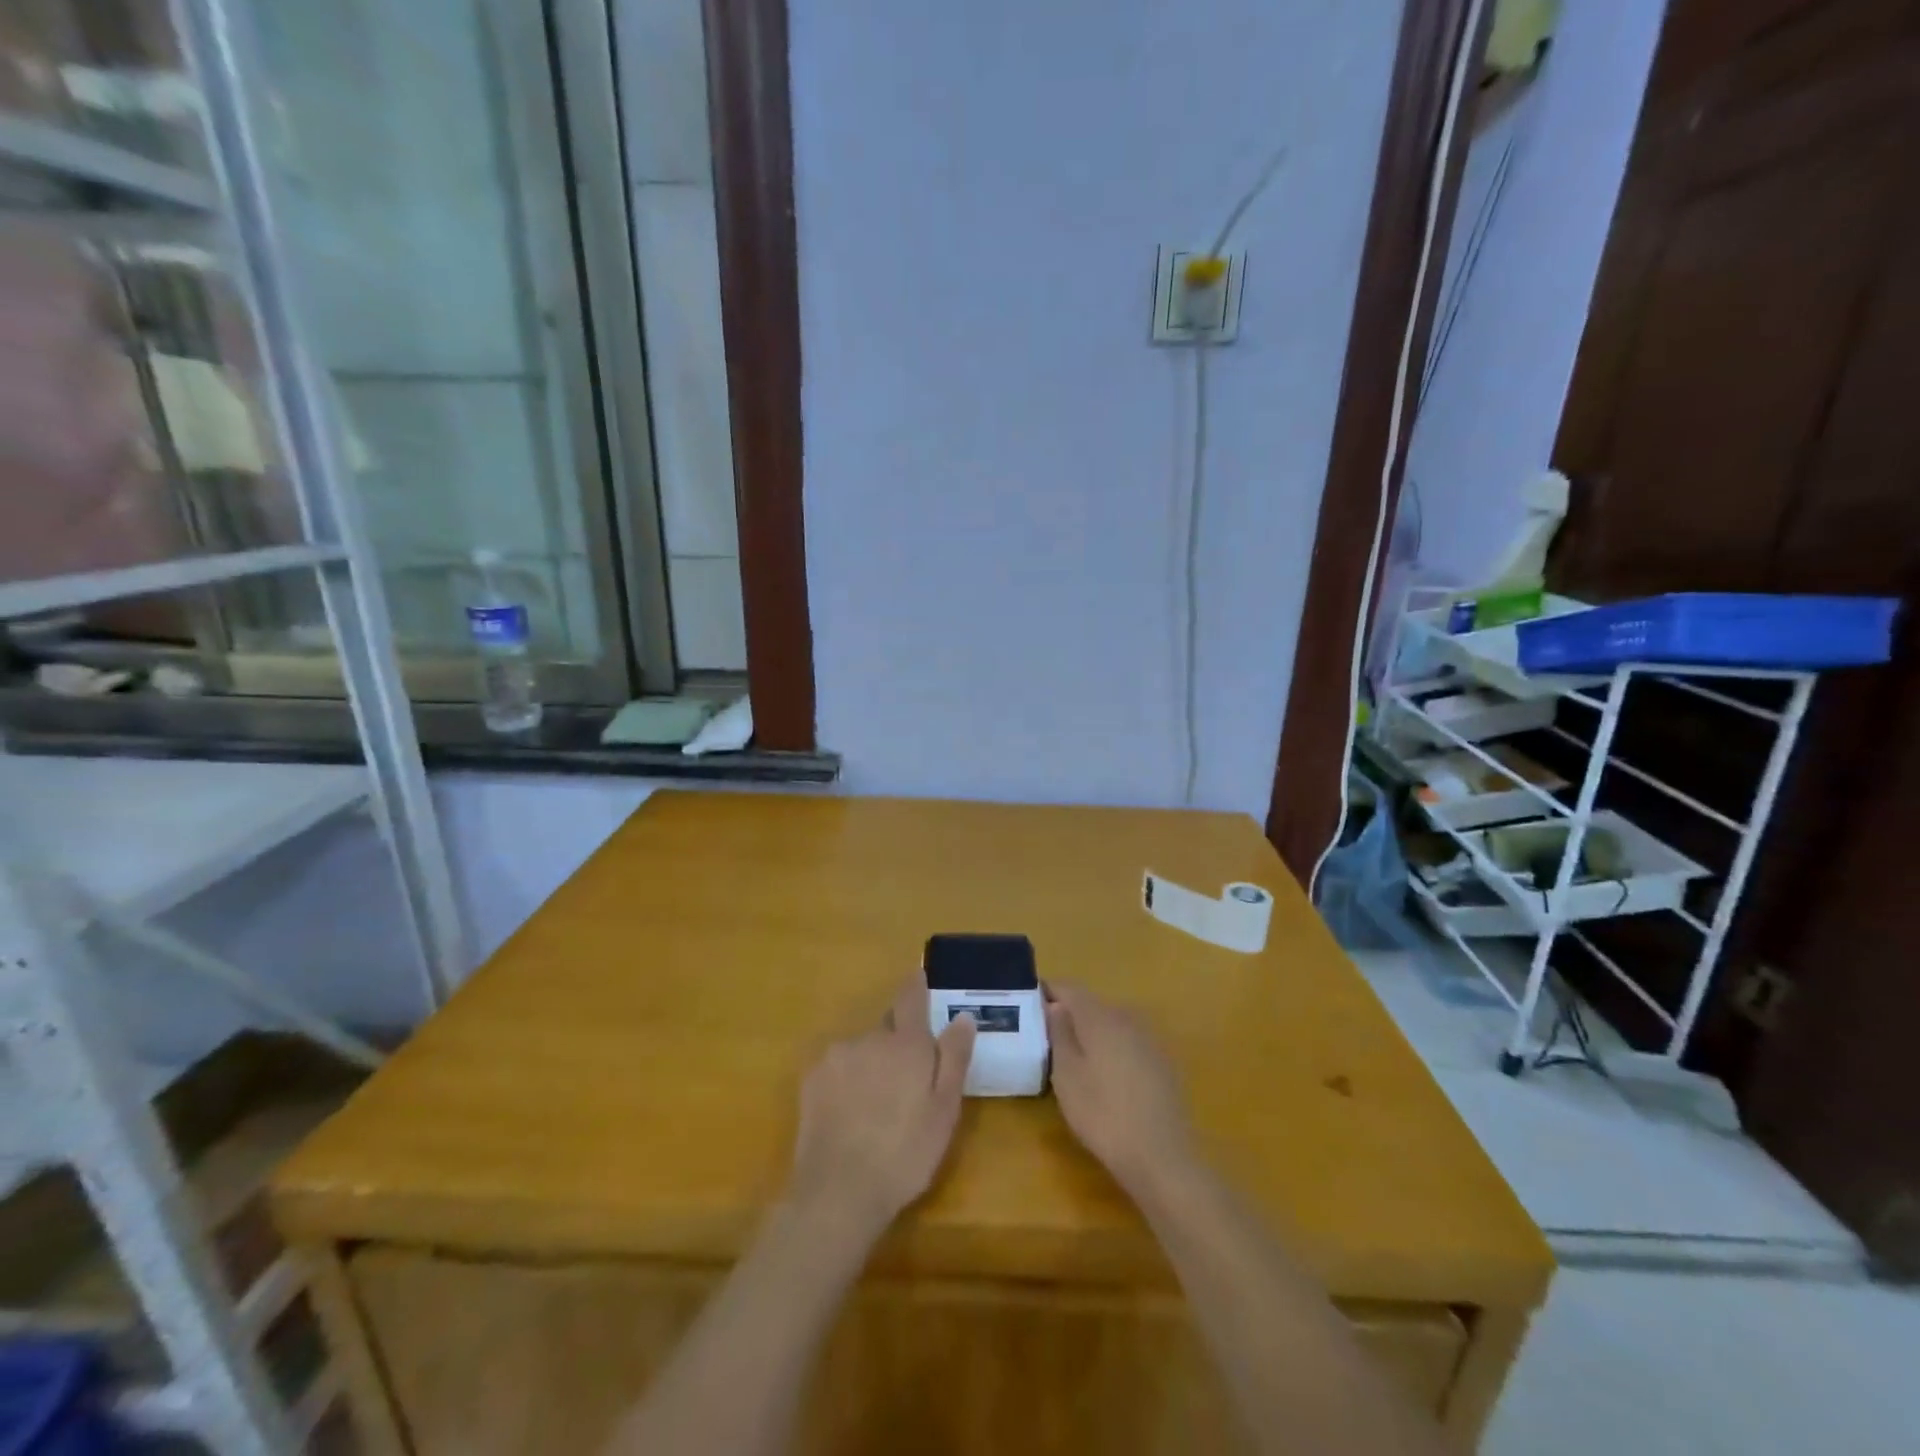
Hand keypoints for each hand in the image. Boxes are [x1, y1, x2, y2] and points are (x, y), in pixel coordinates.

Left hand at [787, 979, 976, 1241]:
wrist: (839, 1192)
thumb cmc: (905, 1153)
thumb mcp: (944, 1110)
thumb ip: (954, 1058)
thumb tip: (963, 1015)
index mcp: (906, 1043)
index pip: (911, 997)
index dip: (917, 984)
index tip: (920, 975)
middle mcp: (869, 1037)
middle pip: (887, 1029)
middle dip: (897, 1045)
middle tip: (907, 1084)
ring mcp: (836, 1056)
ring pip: (862, 1049)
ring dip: (871, 1065)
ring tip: (877, 1108)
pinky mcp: (812, 1078)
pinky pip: (838, 1068)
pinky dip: (847, 1080)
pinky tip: (851, 1114)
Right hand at [1045, 981, 1194, 1198]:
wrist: (1162, 1156)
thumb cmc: (1103, 1114)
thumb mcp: (1067, 1075)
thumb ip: (1059, 1033)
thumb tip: (1055, 1005)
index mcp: (1099, 1015)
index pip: (1068, 988)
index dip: (1046, 992)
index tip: (1028, 1007)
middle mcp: (1126, 1016)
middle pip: (1090, 1004)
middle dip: (1067, 1014)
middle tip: (1045, 1037)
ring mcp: (1148, 1038)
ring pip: (1110, 1022)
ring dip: (1090, 1032)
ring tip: (1071, 1058)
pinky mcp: (1161, 1060)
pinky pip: (1127, 1041)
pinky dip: (1110, 1048)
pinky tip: (1104, 1076)